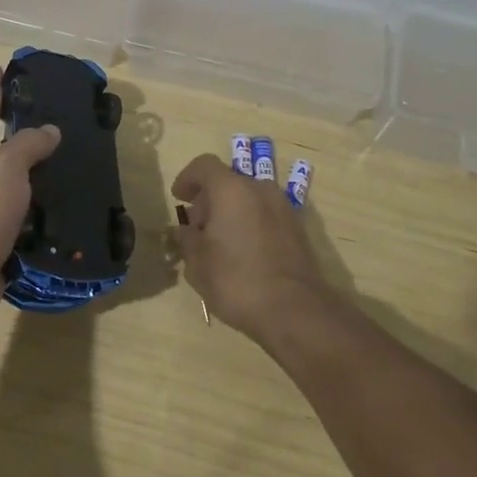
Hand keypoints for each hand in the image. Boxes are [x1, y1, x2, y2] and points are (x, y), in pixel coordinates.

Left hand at [0, 65, 61, 325]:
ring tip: (69, 161)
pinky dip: (42, 209)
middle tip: (54, 117)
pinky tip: (64, 205)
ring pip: (15, 182)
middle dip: (22, 131)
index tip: (0, 66)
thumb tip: (48, 131)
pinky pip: (24, 215)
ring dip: (37, 173)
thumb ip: (28, 144)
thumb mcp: (5, 167)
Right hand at [171, 154, 328, 340]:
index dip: (187, 178)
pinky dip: (250, 223)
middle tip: (196, 228)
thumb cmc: (236, 280)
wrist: (294, 310)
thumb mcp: (197, 263)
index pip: (204, 165)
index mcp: (231, 189)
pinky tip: (242, 252)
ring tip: (219, 243)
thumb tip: (184, 231)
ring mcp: (283, 207)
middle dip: (208, 200)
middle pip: (227, 181)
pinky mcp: (297, 228)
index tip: (179, 198)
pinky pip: (265, 214)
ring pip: (248, 198)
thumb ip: (187, 239)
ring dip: (230, 211)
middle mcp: (259, 189)